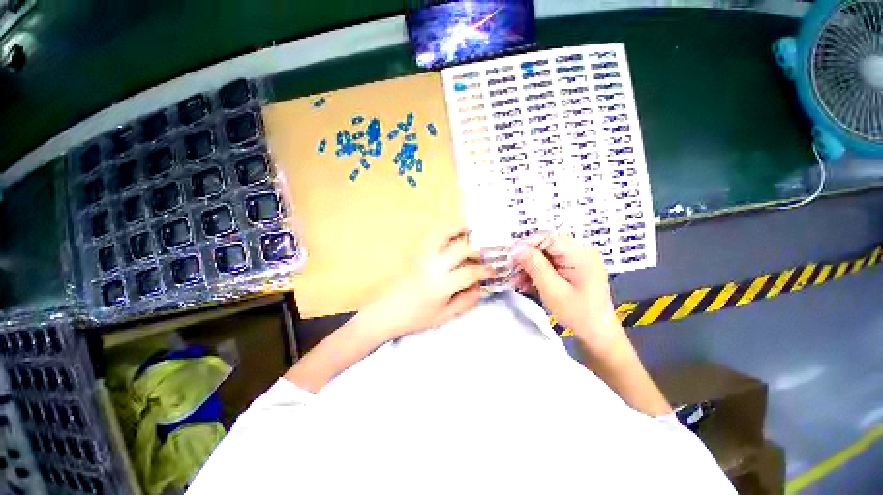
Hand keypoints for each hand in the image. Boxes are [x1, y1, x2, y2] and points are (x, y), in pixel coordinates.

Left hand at [361, 228, 495, 341]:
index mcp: (442, 285)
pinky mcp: (415, 254)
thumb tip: (480, 288)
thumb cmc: (416, 317)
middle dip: (476, 251)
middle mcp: (434, 266)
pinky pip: (430, 237)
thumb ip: (465, 301)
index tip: (493, 271)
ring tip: (468, 229)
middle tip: (482, 256)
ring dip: (457, 230)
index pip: (470, 272)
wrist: (387, 311)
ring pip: (442, 235)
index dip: (485, 270)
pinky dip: (442, 232)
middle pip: (460, 250)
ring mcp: (423, 257)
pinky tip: (449, 234)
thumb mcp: (444, 315)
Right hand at [511, 233, 625, 356]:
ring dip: (529, 267)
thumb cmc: (578, 314)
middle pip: (545, 246)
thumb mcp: (552, 290)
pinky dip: (537, 272)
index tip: (510, 257)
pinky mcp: (572, 268)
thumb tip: (516, 248)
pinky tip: (526, 283)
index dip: (527, 244)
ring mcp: (577, 260)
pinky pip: (550, 263)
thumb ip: (534, 266)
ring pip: (545, 255)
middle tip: (511, 271)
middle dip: (526, 258)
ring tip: (517, 281)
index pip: (548, 238)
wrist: (597, 333)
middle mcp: (580, 252)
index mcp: (581, 254)